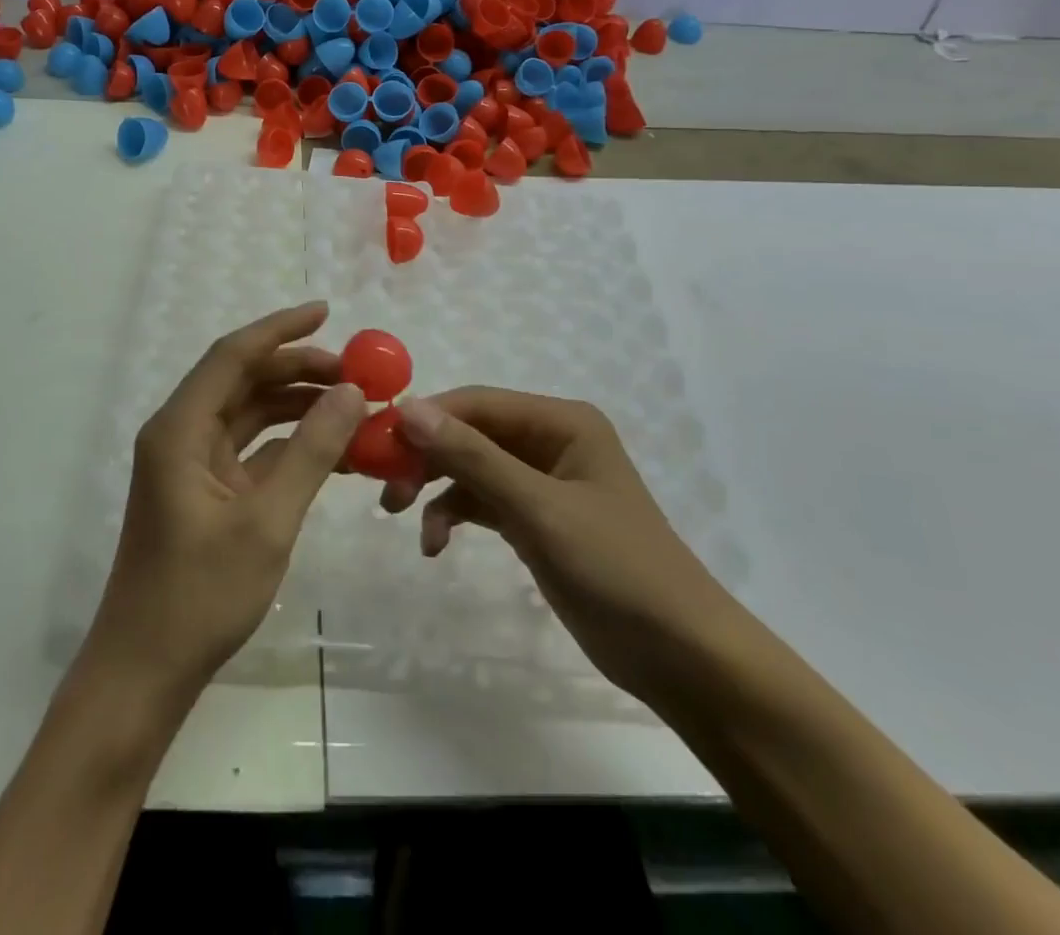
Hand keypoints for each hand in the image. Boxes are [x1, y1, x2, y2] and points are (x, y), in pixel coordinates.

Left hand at [84, 302, 366, 700]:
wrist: (145, 671)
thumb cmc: (200, 596)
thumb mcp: (267, 520)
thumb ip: (311, 452)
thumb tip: (351, 392)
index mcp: (179, 429)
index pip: (232, 355)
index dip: (280, 329)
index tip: (327, 311)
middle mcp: (180, 435)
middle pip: (241, 381)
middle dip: (296, 368)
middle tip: (354, 371)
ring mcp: (190, 465)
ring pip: (248, 414)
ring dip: (295, 405)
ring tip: (351, 403)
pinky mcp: (203, 492)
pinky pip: (250, 450)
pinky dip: (287, 443)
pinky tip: (330, 447)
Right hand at [388, 389, 739, 701]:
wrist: (681, 657)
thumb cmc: (616, 569)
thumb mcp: (538, 509)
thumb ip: (472, 457)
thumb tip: (407, 409)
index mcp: (561, 421)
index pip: (477, 403)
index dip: (426, 418)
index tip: (378, 445)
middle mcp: (549, 440)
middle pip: (469, 433)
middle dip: (426, 456)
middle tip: (387, 489)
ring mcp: (542, 480)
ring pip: (470, 466)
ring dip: (435, 487)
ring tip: (403, 516)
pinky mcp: (535, 518)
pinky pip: (481, 501)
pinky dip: (455, 515)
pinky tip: (435, 544)